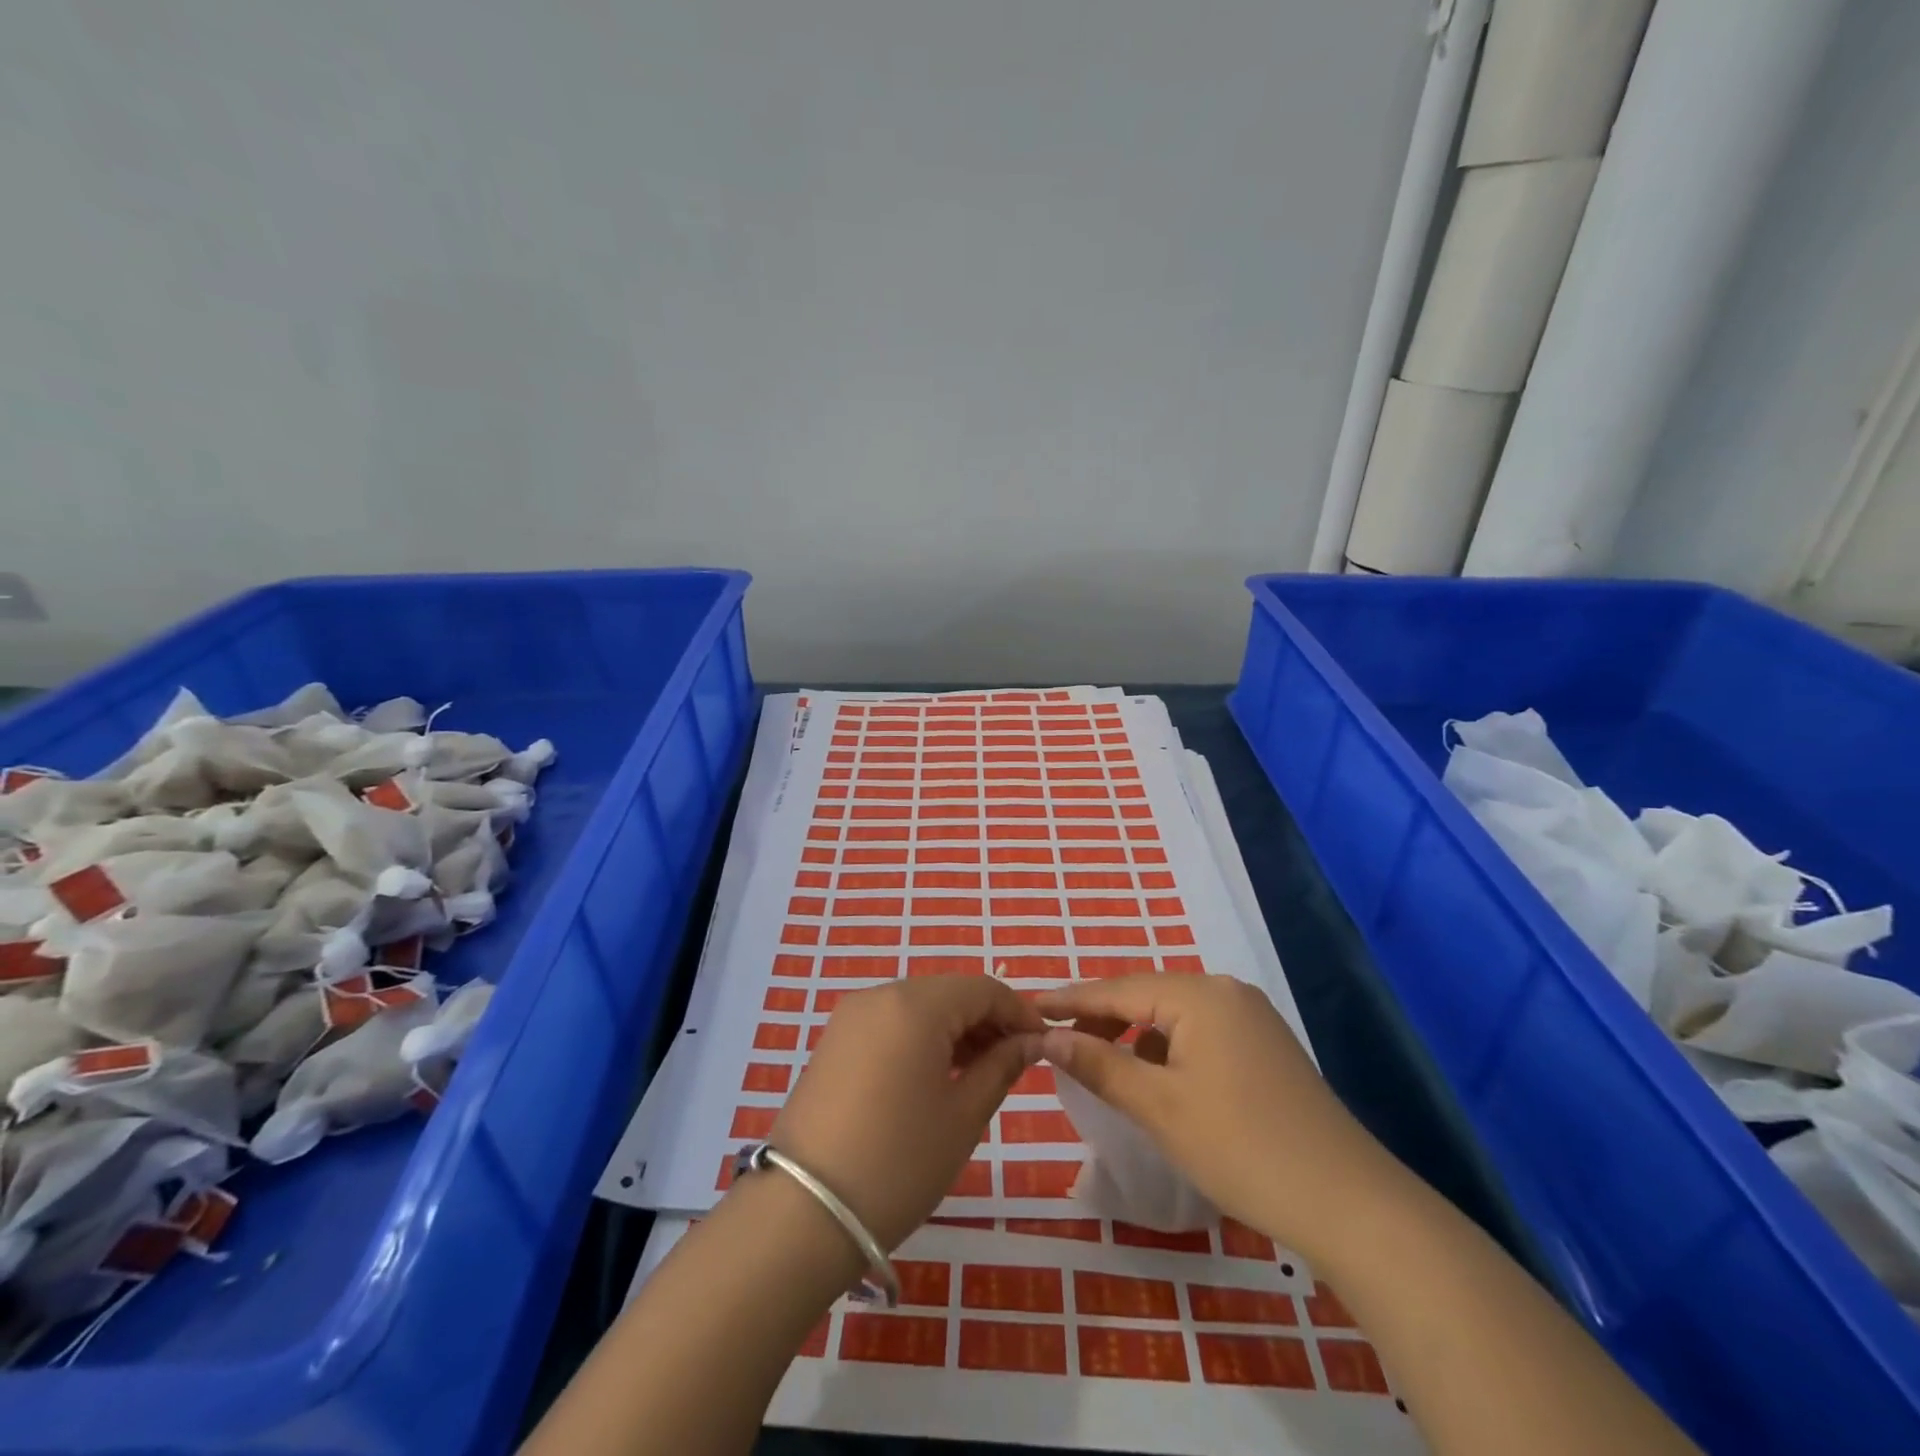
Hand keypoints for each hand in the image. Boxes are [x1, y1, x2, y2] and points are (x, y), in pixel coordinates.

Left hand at [768, 975, 1042, 1248]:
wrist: (804, 1212)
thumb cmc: (899, 1161)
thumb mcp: (964, 1115)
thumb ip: (1001, 1067)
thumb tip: (1030, 1041)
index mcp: (915, 1003)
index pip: (982, 988)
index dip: (1019, 1011)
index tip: (1044, 1043)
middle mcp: (880, 995)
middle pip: (949, 993)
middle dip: (987, 1020)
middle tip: (1016, 1062)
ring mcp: (851, 1017)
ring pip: (919, 1007)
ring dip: (955, 1030)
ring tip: (980, 1073)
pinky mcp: (834, 1042)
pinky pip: (891, 1024)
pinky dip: (921, 1039)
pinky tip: (937, 1076)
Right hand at [1034, 974, 1393, 1261]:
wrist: (1350, 1203)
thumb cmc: (1241, 1147)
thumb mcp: (1159, 1106)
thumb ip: (1099, 1064)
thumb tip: (1049, 1036)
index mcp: (1199, 994)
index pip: (1117, 989)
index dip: (1070, 999)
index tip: (1028, 1007)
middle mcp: (1226, 991)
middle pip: (1145, 995)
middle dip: (1101, 1017)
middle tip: (1059, 1043)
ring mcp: (1251, 1017)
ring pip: (1173, 1015)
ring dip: (1134, 1035)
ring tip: (1102, 1064)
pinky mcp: (1265, 1046)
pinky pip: (1199, 1033)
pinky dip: (1167, 1049)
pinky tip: (1157, 1080)